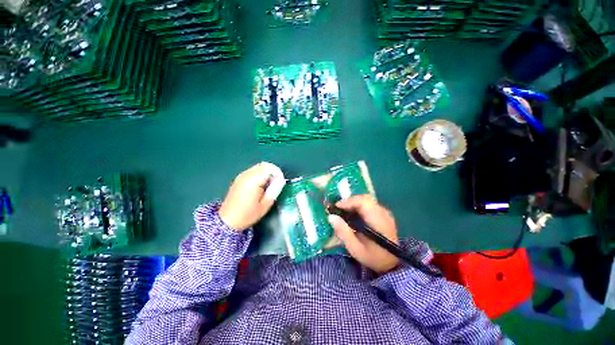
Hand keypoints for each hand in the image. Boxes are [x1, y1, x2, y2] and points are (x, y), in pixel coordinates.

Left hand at [219, 162, 285, 230]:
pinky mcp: (238, 179)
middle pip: (264, 166)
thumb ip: (274, 190)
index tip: (280, 183)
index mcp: (254, 180)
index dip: (278, 174)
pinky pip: (252, 171)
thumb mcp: (265, 205)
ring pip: (258, 167)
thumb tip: (281, 181)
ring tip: (268, 186)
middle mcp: (247, 174)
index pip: (270, 169)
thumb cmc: (248, 214)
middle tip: (275, 184)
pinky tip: (259, 186)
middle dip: (273, 172)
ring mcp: (241, 176)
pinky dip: (259, 174)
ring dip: (266, 173)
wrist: (227, 221)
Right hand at [328, 195, 399, 273]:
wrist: (391, 263)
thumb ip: (343, 232)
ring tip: (344, 213)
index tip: (336, 207)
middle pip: (364, 199)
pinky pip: (369, 204)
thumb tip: (331, 216)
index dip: (349, 201)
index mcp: (378, 221)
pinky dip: (358, 207)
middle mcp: (383, 213)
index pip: (364, 202)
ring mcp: (384, 212)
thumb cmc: (372, 257)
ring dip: (353, 204)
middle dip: (349, 202)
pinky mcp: (383, 213)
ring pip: (366, 200)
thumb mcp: (355, 248)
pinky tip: (353, 216)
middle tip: (338, 210)